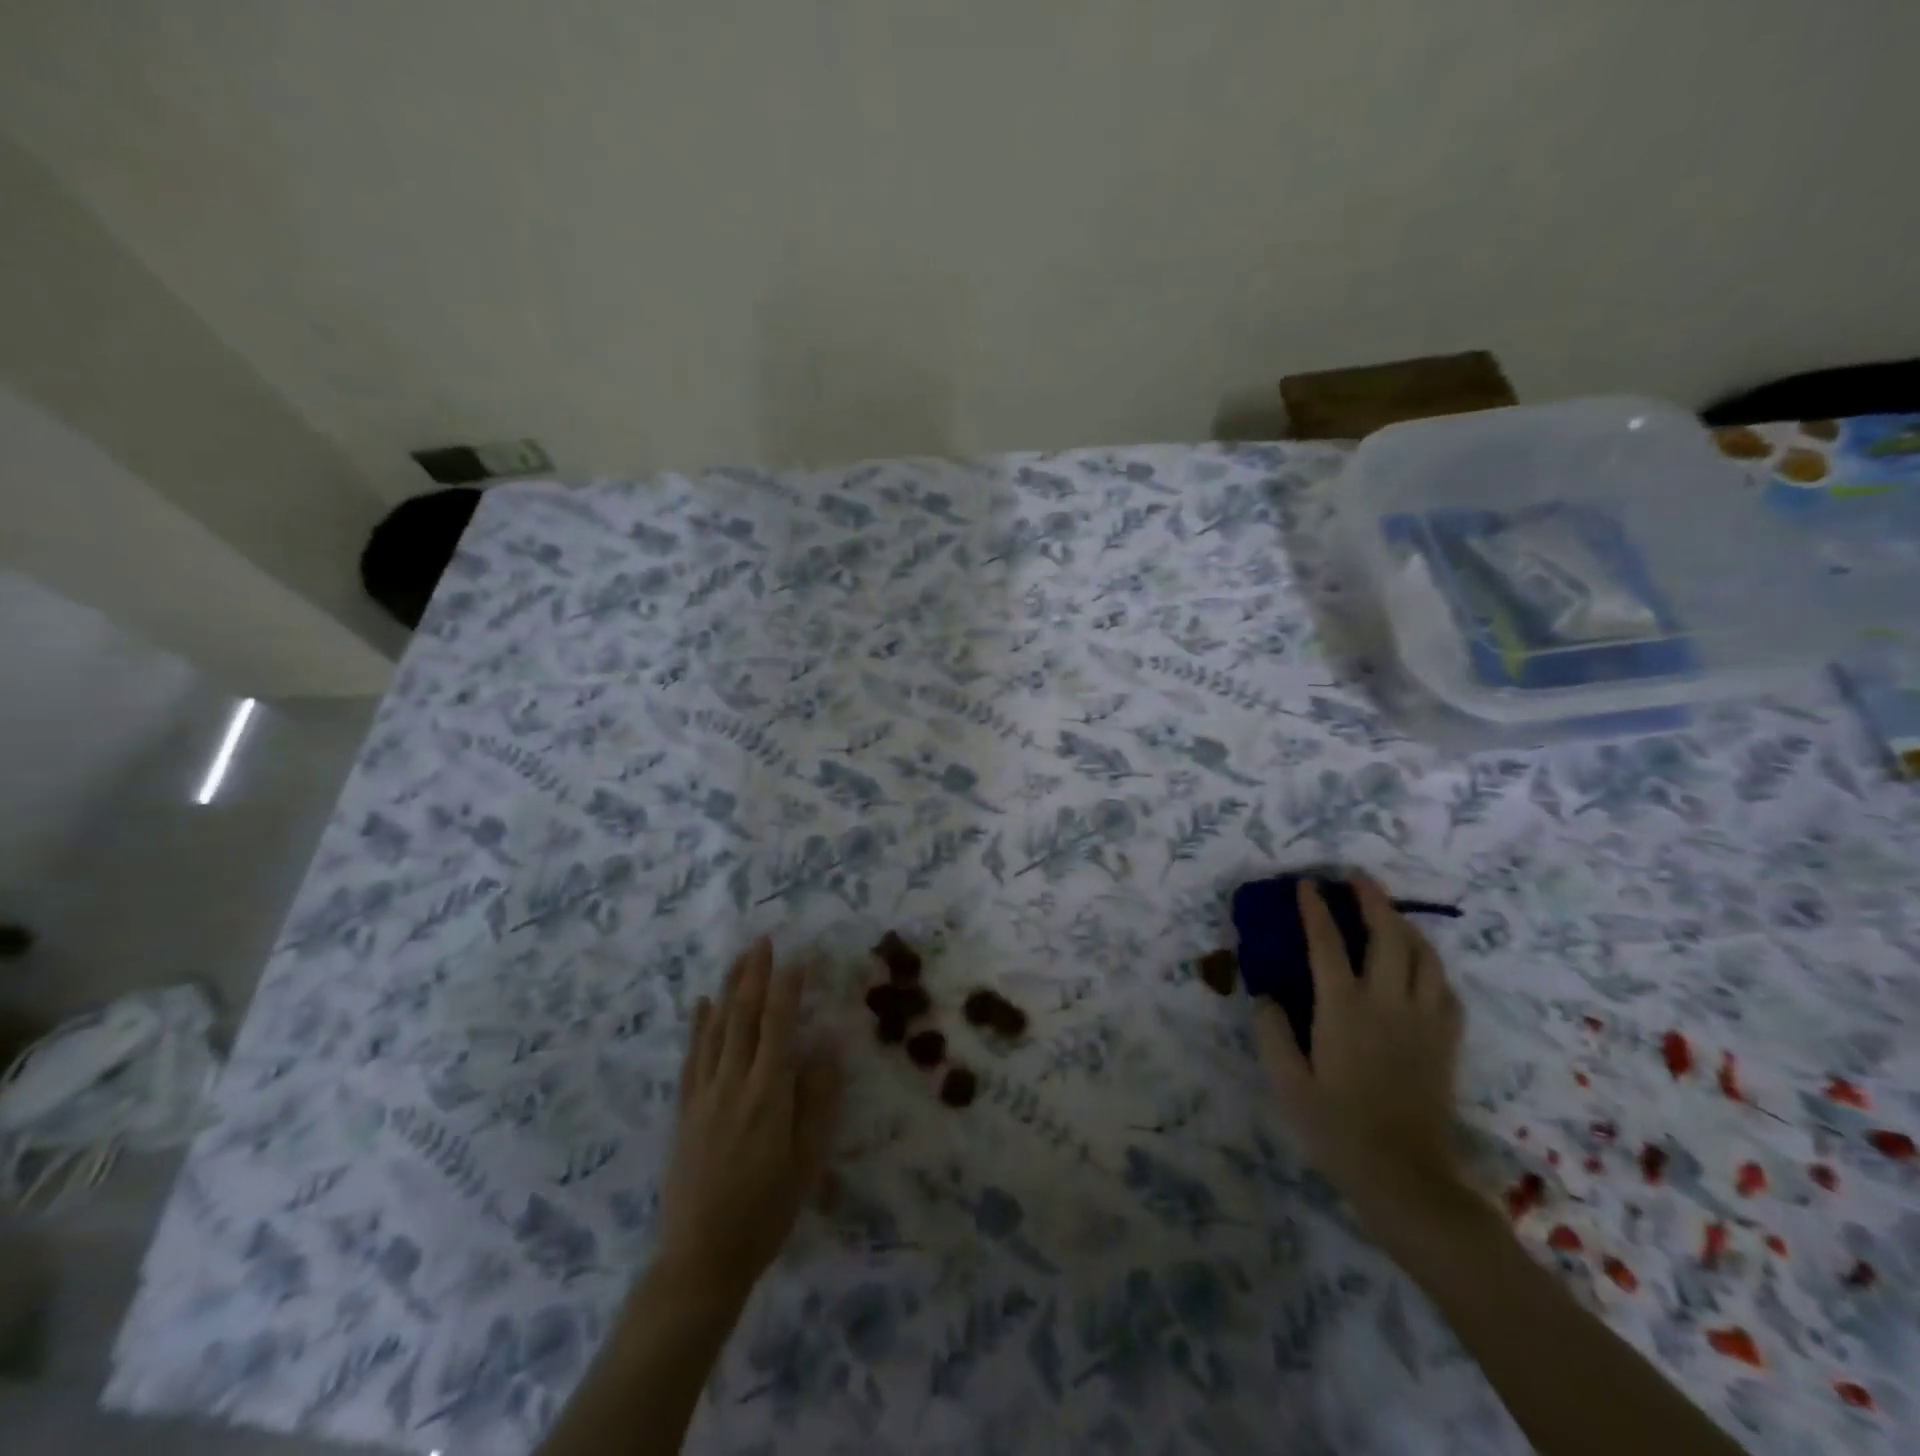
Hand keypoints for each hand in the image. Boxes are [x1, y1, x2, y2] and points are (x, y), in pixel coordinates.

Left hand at [654, 937, 843, 1301]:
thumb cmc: (766, 1211)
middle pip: (742, 1015)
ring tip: (739, 958)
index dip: (789, 987)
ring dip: (728, 988)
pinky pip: (692, 1056)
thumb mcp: (808, 1161)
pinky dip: (698, 1025)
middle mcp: (732, 1083)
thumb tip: (827, 1046)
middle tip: (764, 940)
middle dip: (754, 974)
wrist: (701, 1259)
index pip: (778, 1024)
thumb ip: (819, 1099)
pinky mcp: (684, 1110)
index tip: (801, 957)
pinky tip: (702, 1004)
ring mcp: (703, 1094)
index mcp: (767, 1094)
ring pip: (715, 1028)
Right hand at [1253, 878, 1465, 1214]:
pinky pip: (1445, 987)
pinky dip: (1431, 964)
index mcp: (1344, 1010)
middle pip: (1388, 936)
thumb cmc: (1337, 1128)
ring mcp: (1424, 1020)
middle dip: (1373, 900)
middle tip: (1358, 880)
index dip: (1316, 910)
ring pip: (1424, 956)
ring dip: (1406, 926)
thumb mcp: (1288, 1082)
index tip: (1307, 885)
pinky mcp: (1446, 1041)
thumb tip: (1264, 993)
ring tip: (1389, 914)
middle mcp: (1388, 1004)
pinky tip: (1419, 966)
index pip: (1328, 944)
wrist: (1406, 1177)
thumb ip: (1272, 1032)